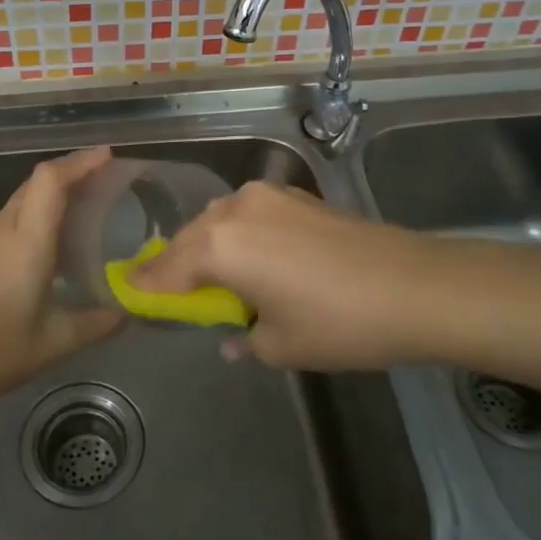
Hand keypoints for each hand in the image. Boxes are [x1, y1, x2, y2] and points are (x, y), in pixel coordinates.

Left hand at [0, 147, 124, 410]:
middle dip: (72, 169)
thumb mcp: (56, 342)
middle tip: (108, 175)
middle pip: (36, 181)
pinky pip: (13, 214)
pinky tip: (57, 232)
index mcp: (25, 243)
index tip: (109, 155)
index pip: (50, 182)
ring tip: (89, 198)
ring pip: (23, 196)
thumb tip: (130, 312)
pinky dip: (39, 208)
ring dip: (54, 189)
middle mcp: (2, 230)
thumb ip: (98, 323)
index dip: (79, 162)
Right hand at [128, 182, 460, 369]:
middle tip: (171, 292)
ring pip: (219, 220)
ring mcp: (269, 196)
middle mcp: (235, 209)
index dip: (146, 285)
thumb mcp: (280, 344)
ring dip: (209, 245)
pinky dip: (239, 233)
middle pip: (190, 238)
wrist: (414, 286)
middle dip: (177, 264)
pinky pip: (248, 213)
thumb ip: (242, 336)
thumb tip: (231, 337)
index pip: (167, 268)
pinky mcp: (297, 194)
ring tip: (215, 276)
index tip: (126, 291)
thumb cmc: (338, 323)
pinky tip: (251, 256)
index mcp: (220, 245)